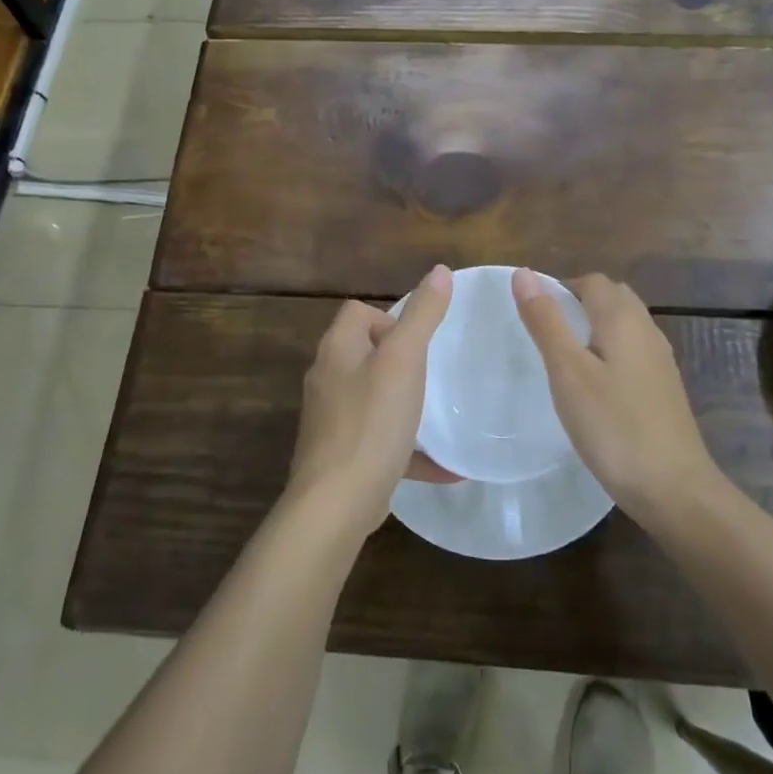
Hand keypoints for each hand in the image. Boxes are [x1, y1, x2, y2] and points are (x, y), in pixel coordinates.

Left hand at [288, 265, 458, 532]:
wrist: (337, 503)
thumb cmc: (372, 422)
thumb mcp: (404, 361)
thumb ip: (423, 315)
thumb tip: (439, 270)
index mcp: (337, 349)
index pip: (357, 312)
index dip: (388, 317)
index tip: (417, 342)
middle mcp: (327, 379)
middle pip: (363, 352)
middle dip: (398, 359)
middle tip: (430, 374)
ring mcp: (331, 419)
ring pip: (371, 397)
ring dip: (403, 402)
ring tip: (435, 412)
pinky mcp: (341, 455)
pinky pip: (379, 440)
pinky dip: (408, 447)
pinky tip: (445, 467)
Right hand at [511, 269, 721, 513]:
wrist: (673, 487)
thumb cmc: (613, 426)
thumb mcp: (568, 372)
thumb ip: (546, 321)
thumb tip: (524, 272)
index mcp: (623, 319)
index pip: (592, 281)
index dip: (561, 287)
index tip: (534, 315)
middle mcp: (647, 330)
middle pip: (613, 297)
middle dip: (580, 302)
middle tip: (547, 332)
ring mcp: (660, 361)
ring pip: (626, 325)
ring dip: (596, 327)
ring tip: (566, 357)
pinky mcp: (665, 388)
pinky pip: (634, 351)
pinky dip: (611, 351)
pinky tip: (597, 386)